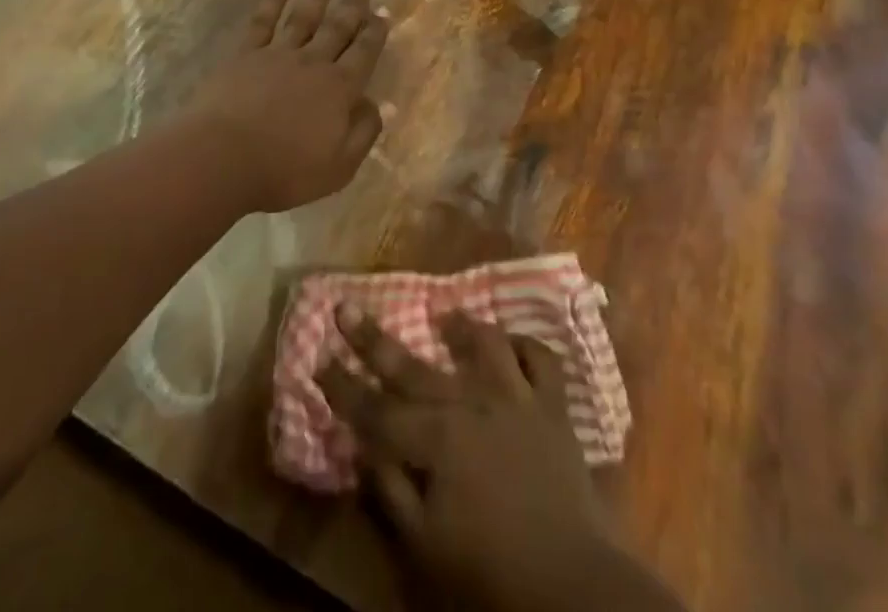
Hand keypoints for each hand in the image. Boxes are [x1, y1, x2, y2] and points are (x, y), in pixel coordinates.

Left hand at [180, 0, 391, 213]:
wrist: (222, 158)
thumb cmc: (285, 170)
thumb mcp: (339, 166)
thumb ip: (364, 132)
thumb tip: (386, 104)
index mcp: (339, 88)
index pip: (364, 52)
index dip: (376, 31)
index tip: (383, 12)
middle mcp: (313, 62)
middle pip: (337, 28)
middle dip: (352, 7)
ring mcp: (278, 54)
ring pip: (304, 17)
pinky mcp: (246, 54)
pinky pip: (264, 20)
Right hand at [319, 311, 683, 611]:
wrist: (569, 581)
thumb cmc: (489, 570)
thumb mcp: (425, 544)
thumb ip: (392, 490)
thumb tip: (364, 446)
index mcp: (435, 439)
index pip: (375, 408)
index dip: (343, 386)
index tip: (317, 359)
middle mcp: (470, 403)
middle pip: (412, 366)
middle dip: (372, 339)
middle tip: (346, 306)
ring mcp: (515, 397)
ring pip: (484, 345)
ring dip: (462, 327)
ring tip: (445, 315)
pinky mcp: (552, 405)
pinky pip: (541, 359)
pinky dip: (526, 345)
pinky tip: (512, 343)